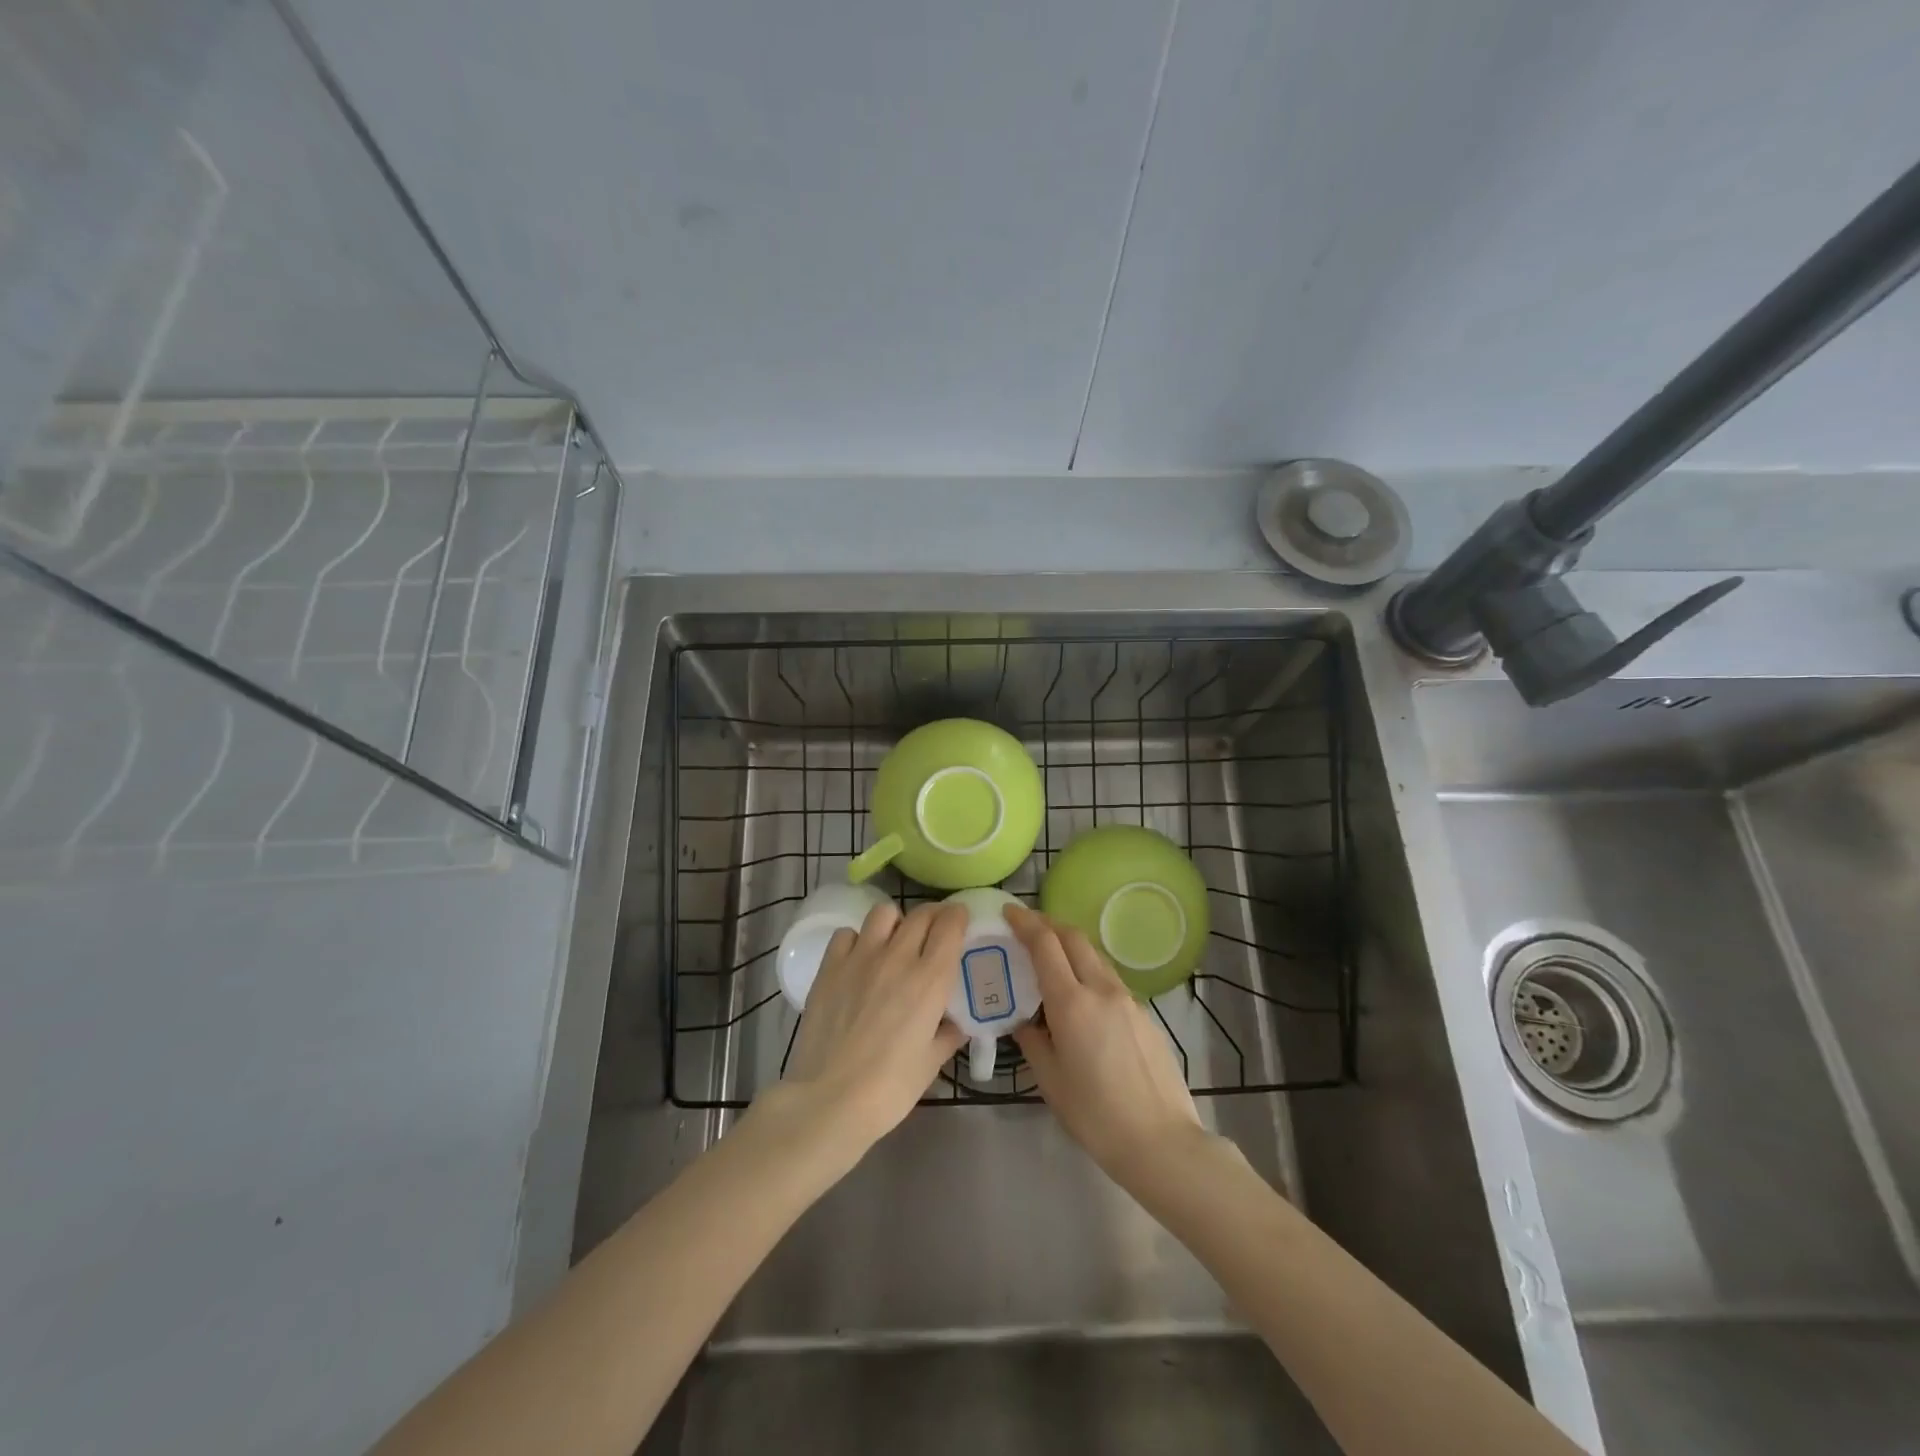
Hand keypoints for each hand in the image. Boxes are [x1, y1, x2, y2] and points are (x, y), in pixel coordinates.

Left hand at [776, 901, 968, 1150]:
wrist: (829, 1100)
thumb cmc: (889, 1089)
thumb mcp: (931, 1063)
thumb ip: (948, 1035)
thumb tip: (956, 1023)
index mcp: (930, 980)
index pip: (950, 925)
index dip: (959, 916)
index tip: (961, 921)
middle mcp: (898, 958)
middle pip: (921, 914)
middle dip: (934, 916)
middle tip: (935, 931)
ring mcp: (860, 958)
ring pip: (884, 913)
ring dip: (896, 922)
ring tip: (895, 943)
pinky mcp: (829, 967)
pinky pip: (847, 934)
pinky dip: (858, 940)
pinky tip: (859, 960)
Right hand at [1008, 906, 1204, 1186]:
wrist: (1162, 1142)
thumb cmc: (1096, 1116)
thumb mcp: (1051, 1081)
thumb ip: (1033, 1041)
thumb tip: (1024, 1021)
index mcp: (1072, 1003)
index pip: (1045, 945)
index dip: (1025, 923)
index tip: (1008, 913)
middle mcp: (1101, 989)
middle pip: (1074, 938)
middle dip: (1048, 924)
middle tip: (1026, 926)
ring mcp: (1128, 1000)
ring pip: (1095, 956)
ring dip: (1070, 945)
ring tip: (1051, 956)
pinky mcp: (1144, 1014)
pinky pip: (1109, 979)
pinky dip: (1088, 970)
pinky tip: (1080, 995)